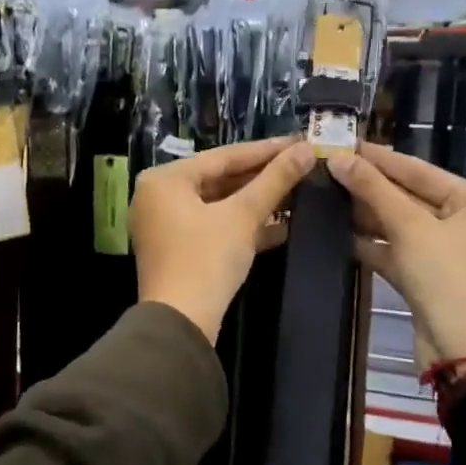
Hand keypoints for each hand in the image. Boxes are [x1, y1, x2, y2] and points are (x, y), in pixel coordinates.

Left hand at [132, 138, 315, 343]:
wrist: (181, 323)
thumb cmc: (206, 259)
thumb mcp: (243, 216)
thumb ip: (275, 180)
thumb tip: (307, 149)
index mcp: (165, 179)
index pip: (223, 155)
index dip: (266, 150)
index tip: (300, 141)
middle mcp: (158, 196)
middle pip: (219, 178)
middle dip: (263, 176)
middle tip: (302, 165)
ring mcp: (165, 224)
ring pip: (219, 204)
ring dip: (257, 201)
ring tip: (298, 190)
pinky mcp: (177, 250)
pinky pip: (214, 226)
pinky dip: (243, 225)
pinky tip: (282, 224)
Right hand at [327, 143, 465, 363]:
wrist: (461, 349)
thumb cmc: (446, 277)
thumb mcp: (409, 228)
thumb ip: (373, 190)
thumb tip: (337, 158)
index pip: (420, 171)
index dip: (380, 158)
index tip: (344, 143)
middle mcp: (465, 222)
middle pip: (409, 196)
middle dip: (369, 186)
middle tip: (328, 167)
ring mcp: (445, 251)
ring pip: (400, 224)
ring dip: (366, 214)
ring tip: (326, 194)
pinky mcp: (427, 276)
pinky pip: (396, 250)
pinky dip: (371, 242)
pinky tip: (337, 231)